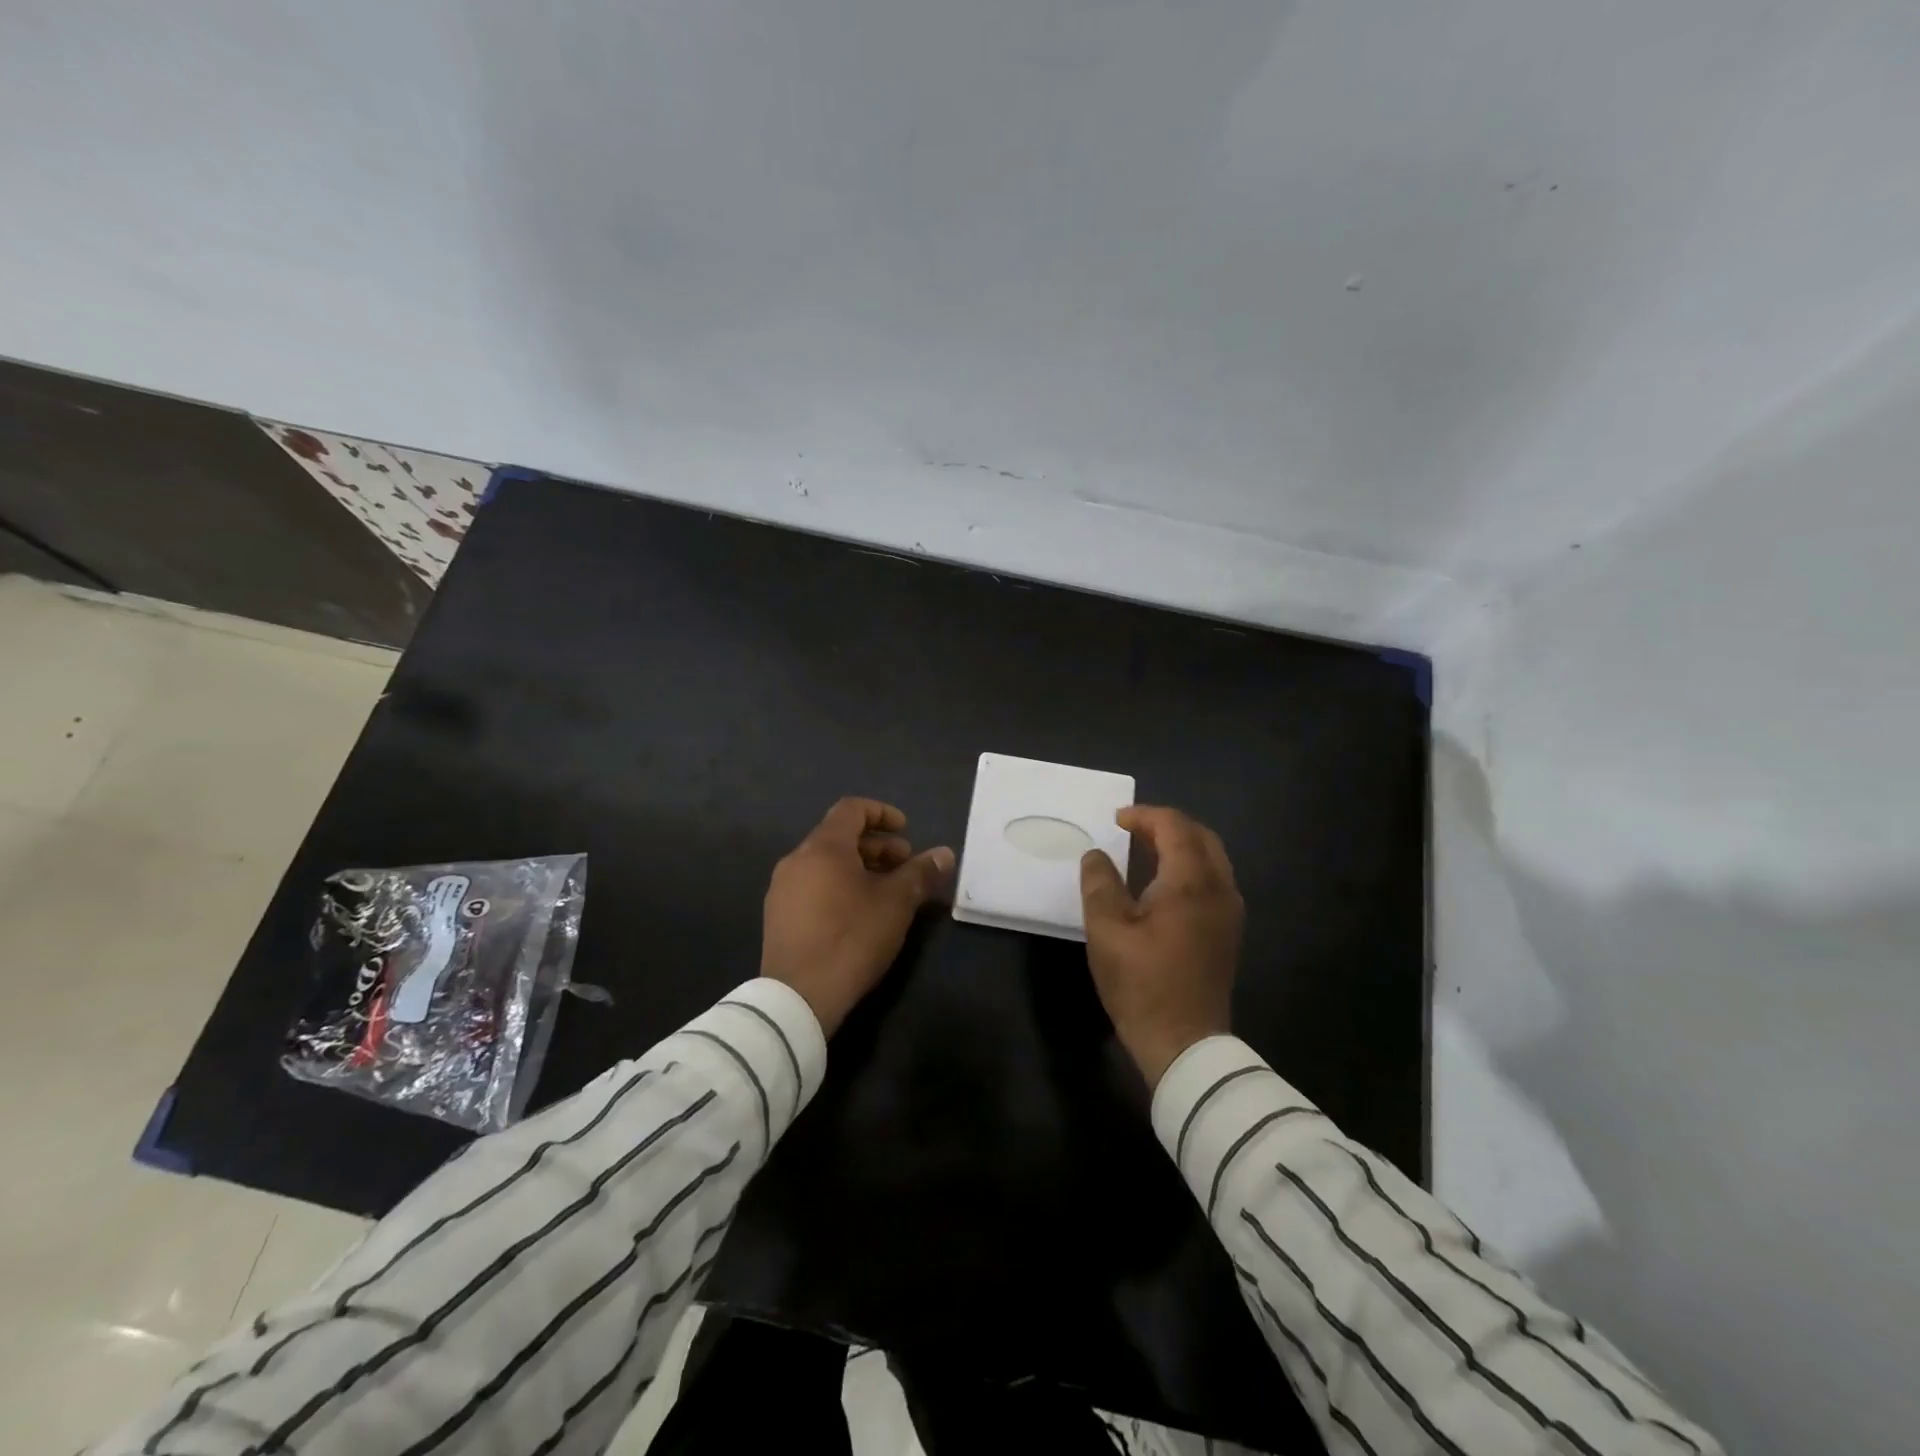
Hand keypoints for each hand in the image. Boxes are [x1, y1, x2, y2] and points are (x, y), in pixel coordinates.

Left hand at [761, 797, 954, 1034]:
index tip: (906, 831)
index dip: (882, 813)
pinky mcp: (778, 916)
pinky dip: (838, 886)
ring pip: (825, 863)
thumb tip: (945, 853)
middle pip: (839, 837)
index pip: (852, 809)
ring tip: (886, 891)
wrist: (798, 997)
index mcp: (823, 847)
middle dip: (876, 846)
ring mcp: (782, 889)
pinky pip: (812, 885)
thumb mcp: (896, 904)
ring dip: (859, 867)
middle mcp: (796, 860)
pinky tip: (858, 913)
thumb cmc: (852, 938)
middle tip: (904, 865)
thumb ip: (920, 873)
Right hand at [1080, 805, 1242, 1086]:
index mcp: (1191, 883)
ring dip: (1180, 845)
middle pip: (1200, 837)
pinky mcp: (1228, 932)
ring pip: (1211, 858)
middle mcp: (1219, 889)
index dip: (1144, 816)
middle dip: (1166, 825)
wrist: (1186, 1044)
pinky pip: (1213, 880)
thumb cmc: (1142, 984)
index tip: (1115, 820)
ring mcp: (1229, 912)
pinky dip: (1189, 867)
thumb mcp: (1106, 930)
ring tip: (1144, 850)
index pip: (1175, 827)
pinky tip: (1162, 884)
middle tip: (1131, 830)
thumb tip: (1096, 855)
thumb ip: (1100, 883)